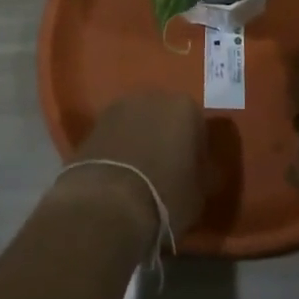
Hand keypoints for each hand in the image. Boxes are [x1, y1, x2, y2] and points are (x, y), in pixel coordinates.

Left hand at [59, 91, 206, 237]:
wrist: (109, 202)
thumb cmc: (165, 195)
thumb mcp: (199, 194)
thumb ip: (203, 174)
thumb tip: (204, 170)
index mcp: (185, 107)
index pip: (198, 127)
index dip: (196, 152)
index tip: (192, 174)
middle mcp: (153, 96)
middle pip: (165, 117)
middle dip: (166, 138)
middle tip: (166, 170)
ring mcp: (120, 106)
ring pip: (138, 123)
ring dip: (141, 140)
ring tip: (139, 174)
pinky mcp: (94, 122)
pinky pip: (115, 134)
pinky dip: (119, 148)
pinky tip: (119, 174)